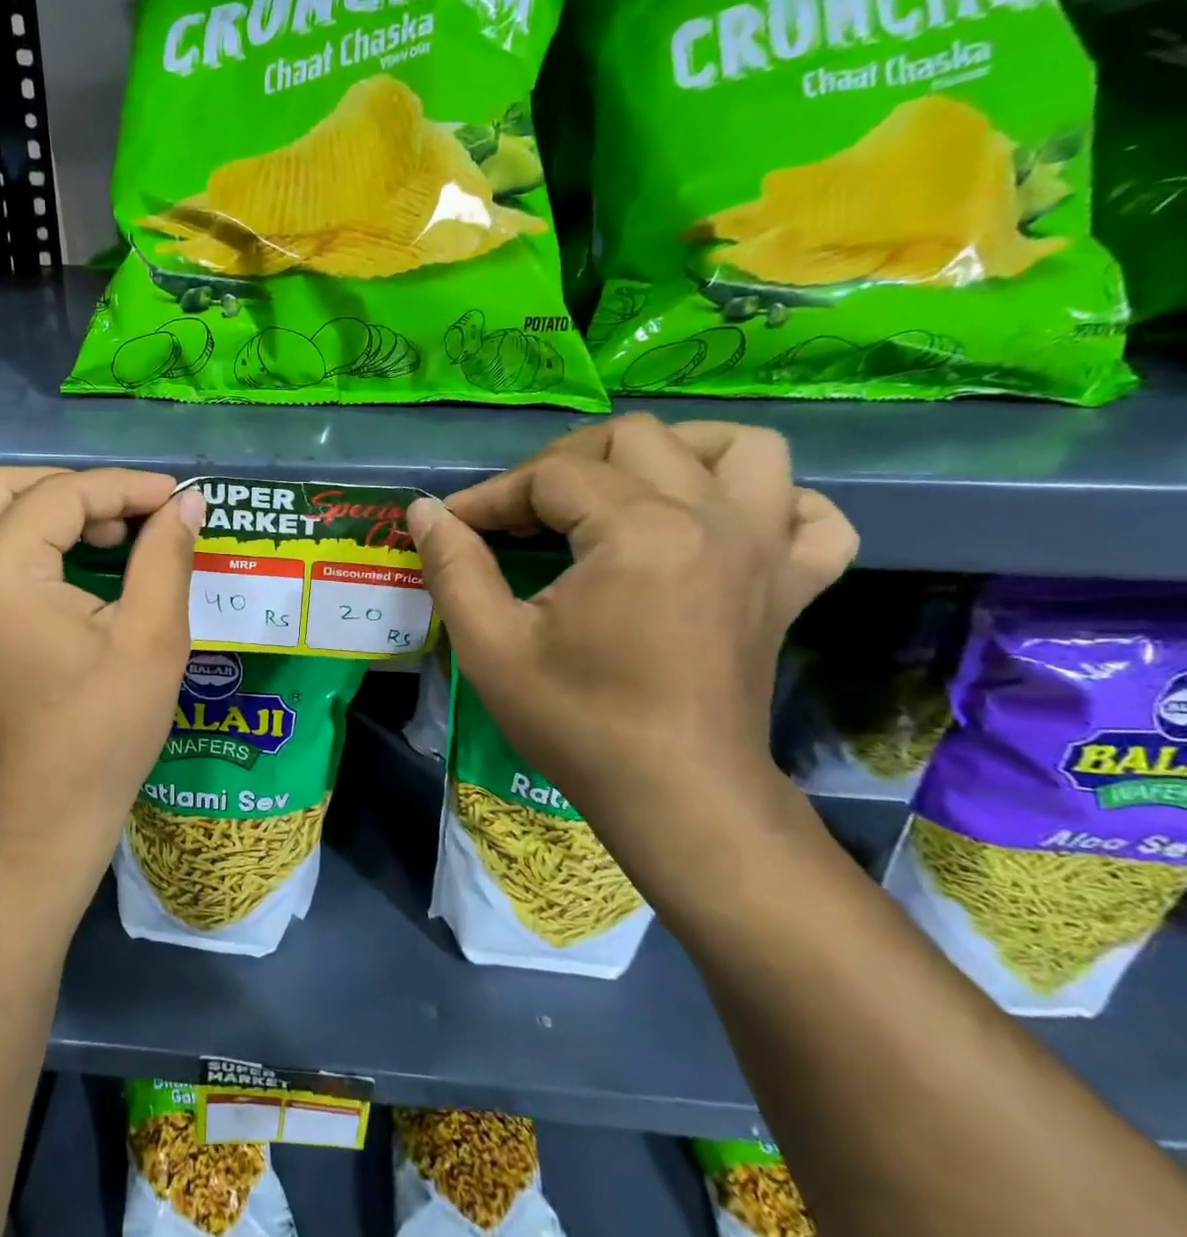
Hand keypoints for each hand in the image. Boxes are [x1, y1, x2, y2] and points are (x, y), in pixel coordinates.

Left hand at [0, 467, 202, 907]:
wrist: (46, 814)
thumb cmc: (105, 730)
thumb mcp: (152, 638)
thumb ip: (166, 556)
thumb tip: (185, 503)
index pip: (60, 497)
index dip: (124, 487)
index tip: (174, 496)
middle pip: (6, 488)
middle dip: (77, 488)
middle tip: (135, 512)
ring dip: (44, 508)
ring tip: (105, 533)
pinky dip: (20, 537)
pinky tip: (66, 562)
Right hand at [408, 415, 856, 825]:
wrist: (674, 797)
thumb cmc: (576, 722)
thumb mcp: (491, 647)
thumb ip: (453, 567)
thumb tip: (425, 511)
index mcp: (640, 532)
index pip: (551, 475)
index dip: (492, 496)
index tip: (455, 525)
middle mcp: (713, 519)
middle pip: (634, 439)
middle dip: (561, 464)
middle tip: (521, 514)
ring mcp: (766, 549)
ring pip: (741, 448)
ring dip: (675, 453)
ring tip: (625, 489)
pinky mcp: (791, 585)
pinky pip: (810, 515)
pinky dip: (773, 503)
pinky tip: (723, 524)